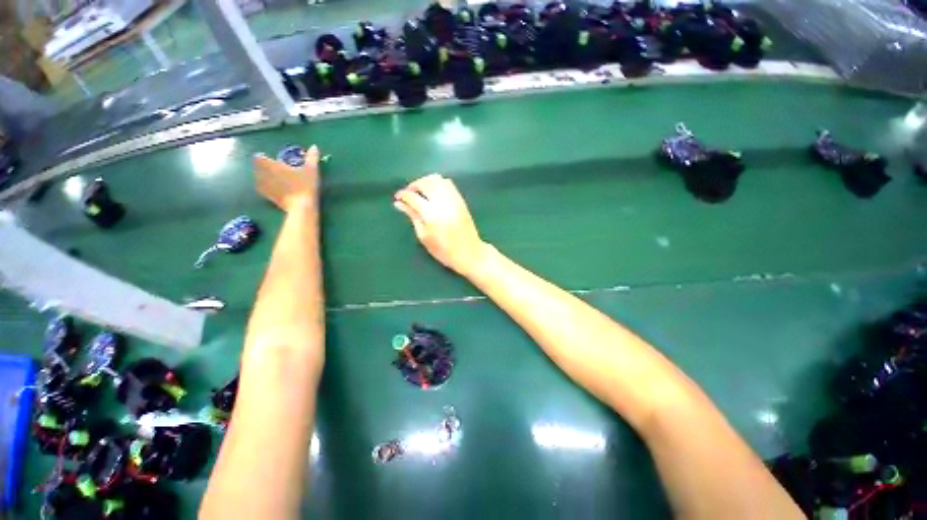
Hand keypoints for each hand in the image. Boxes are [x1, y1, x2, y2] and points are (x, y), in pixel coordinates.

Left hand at [254, 145, 319, 210]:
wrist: (301, 207)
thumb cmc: (305, 186)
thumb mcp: (311, 170)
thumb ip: (312, 157)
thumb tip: (314, 146)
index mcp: (271, 165)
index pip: (259, 157)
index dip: (263, 157)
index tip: (269, 158)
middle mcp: (264, 175)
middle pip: (256, 167)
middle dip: (262, 166)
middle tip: (272, 167)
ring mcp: (265, 187)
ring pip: (258, 177)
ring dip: (262, 176)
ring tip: (272, 177)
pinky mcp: (268, 197)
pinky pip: (262, 189)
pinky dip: (266, 186)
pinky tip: (273, 188)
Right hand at [394, 174, 487, 277]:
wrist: (469, 252)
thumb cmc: (444, 250)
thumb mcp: (424, 236)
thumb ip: (413, 216)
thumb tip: (399, 203)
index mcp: (431, 214)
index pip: (413, 197)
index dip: (403, 195)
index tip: (397, 198)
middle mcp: (443, 202)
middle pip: (425, 183)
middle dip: (414, 185)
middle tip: (409, 195)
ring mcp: (454, 199)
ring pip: (437, 179)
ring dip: (426, 182)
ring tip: (421, 193)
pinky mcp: (461, 200)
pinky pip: (448, 184)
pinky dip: (438, 184)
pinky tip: (434, 194)